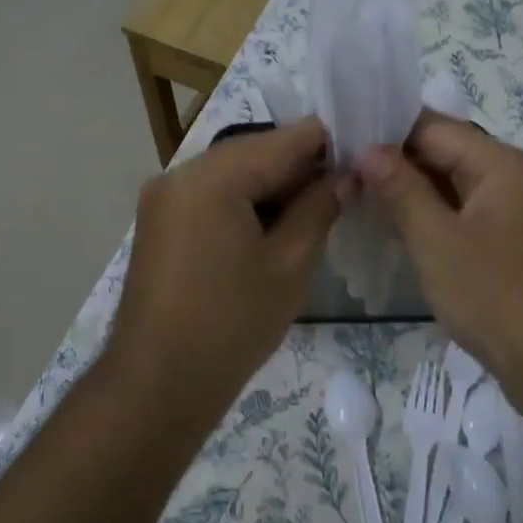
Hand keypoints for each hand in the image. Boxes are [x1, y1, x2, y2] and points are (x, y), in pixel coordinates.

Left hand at [104, 119, 346, 421]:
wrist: (159, 383)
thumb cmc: (232, 324)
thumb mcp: (288, 264)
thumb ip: (319, 208)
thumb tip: (346, 175)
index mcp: (211, 176)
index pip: (282, 140)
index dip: (326, 143)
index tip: (363, 155)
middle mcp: (179, 174)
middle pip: (252, 153)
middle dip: (298, 168)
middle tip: (343, 190)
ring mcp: (162, 199)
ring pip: (230, 175)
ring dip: (271, 187)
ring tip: (313, 212)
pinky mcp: (158, 224)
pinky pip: (209, 197)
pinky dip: (242, 204)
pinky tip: (271, 227)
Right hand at [356, 112, 522, 413]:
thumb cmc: (500, 298)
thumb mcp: (438, 242)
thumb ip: (401, 190)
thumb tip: (369, 149)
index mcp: (504, 164)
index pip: (434, 128)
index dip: (386, 134)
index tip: (341, 147)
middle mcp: (520, 178)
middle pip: (449, 155)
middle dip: (397, 166)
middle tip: (344, 178)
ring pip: (459, 190)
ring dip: (415, 196)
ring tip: (362, 203)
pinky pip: (472, 219)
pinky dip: (439, 222)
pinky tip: (403, 235)